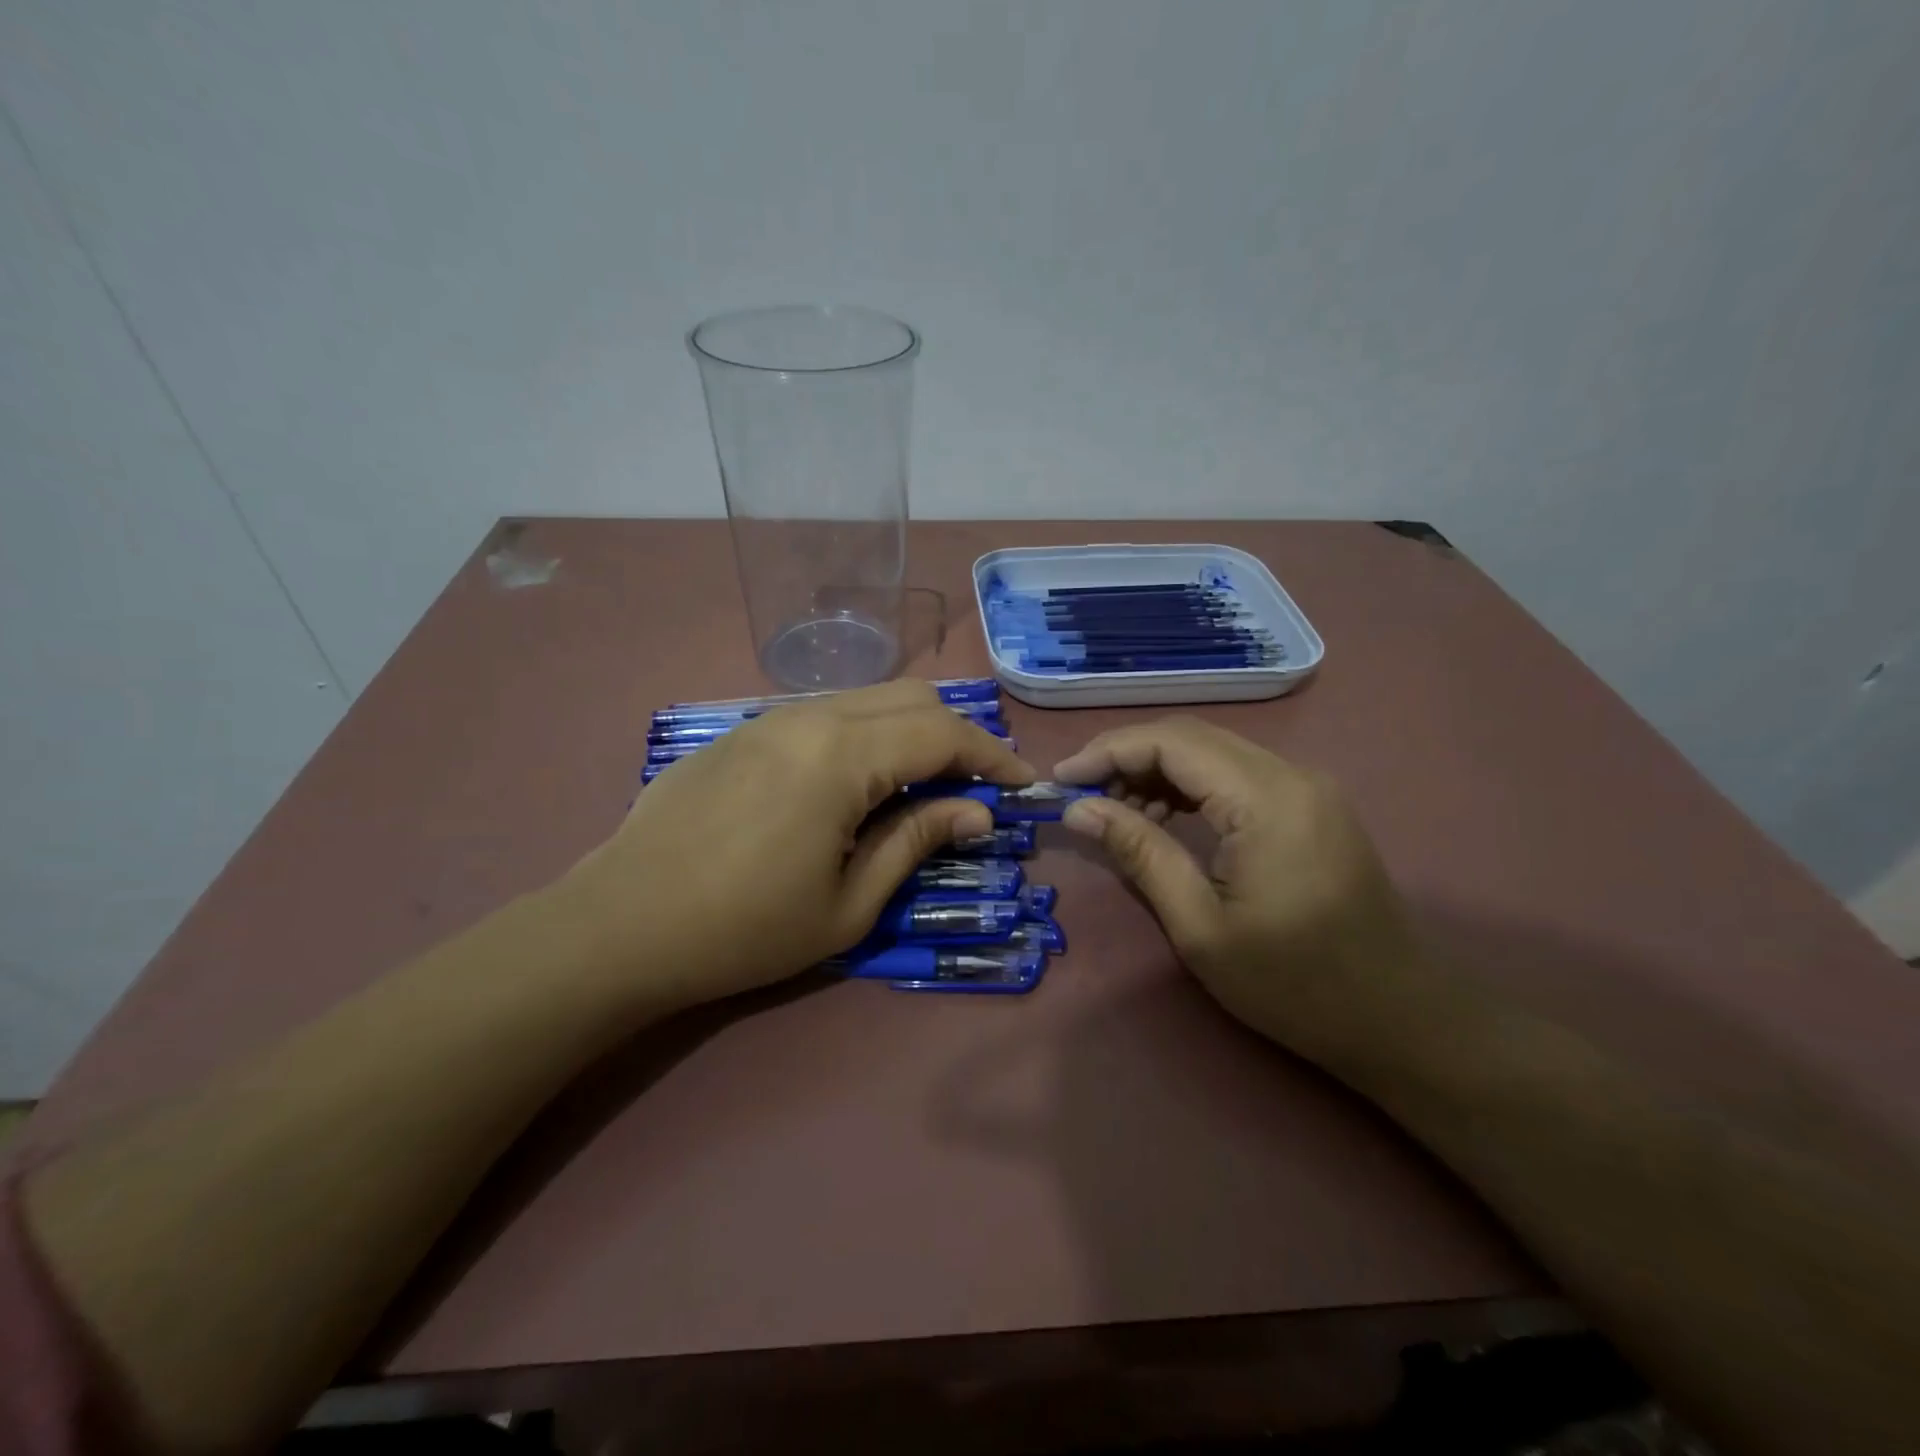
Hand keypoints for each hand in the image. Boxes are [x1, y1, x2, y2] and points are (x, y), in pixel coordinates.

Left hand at [558, 680, 1034, 1010]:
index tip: (1022, 785)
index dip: (992, 755)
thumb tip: (976, 811)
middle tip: (976, 783)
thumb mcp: (849, 902)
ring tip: (923, 783)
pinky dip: (864, 734)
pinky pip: (824, 714)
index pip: (943, 732)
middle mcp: (810, 717)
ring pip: (866, 699)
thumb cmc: (744, 929)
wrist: (619, 926)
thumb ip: (916, 840)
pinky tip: (856, 781)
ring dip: (909, 730)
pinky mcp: (742, 732)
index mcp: (842, 755)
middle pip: (911, 697)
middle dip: (957, 734)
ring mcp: (769, 718)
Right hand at [1054, 717, 1417, 1057]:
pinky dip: (1190, 787)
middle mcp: (1291, 775)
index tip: (1061, 779)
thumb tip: (1079, 809)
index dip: (1108, 751)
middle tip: (1081, 795)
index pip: (1171, 742)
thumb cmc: (1295, 985)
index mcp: (1266, 799)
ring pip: (1213, 753)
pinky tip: (1162, 819)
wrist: (1400, 1019)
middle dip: (1127, 757)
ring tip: (1115, 813)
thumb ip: (1139, 853)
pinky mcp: (1310, 805)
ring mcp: (1307, 787)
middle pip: (1191, 738)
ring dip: (1157, 772)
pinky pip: (1236, 775)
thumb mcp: (1201, 926)